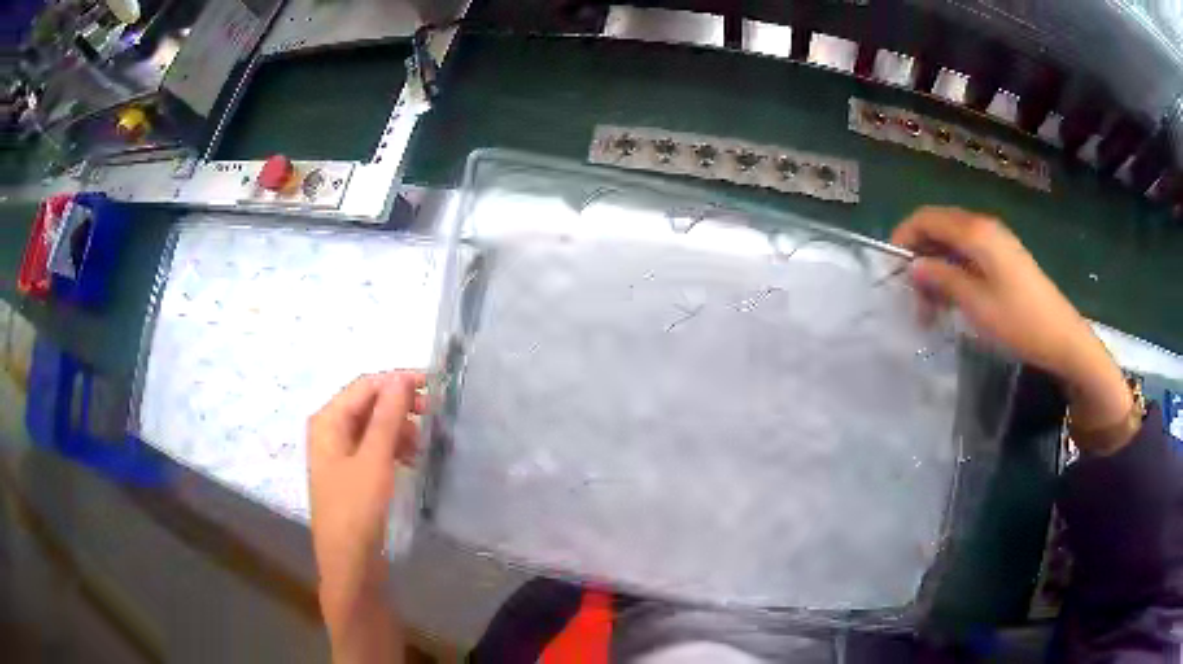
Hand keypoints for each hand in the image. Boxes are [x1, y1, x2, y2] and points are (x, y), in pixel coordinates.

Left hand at [307, 371, 424, 654]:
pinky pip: (373, 448)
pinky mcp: (351, 474)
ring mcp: (339, 454)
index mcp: (327, 421)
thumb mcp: (374, 460)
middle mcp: (329, 431)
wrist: (349, 565)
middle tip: (434, 414)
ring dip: (399, 428)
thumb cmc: (357, 510)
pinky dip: (393, 448)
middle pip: (367, 404)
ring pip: (372, 427)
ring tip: (426, 442)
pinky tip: (413, 459)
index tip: (435, 387)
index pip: (365, 385)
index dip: (397, 381)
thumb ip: (387, 417)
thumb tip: (401, 377)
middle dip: (400, 405)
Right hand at [892, 207, 1132, 451]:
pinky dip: (954, 275)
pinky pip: (969, 257)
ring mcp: (996, 243)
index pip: (927, 218)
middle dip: (920, 258)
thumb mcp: (975, 303)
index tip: (890, 270)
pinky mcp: (1004, 259)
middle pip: (939, 229)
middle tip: (912, 300)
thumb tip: (913, 266)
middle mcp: (983, 228)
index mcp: (975, 232)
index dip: (904, 237)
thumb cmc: (1018, 321)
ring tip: (930, 311)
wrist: (1061, 337)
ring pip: (953, 245)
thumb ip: (942, 279)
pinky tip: (953, 303)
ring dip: (936, 271)